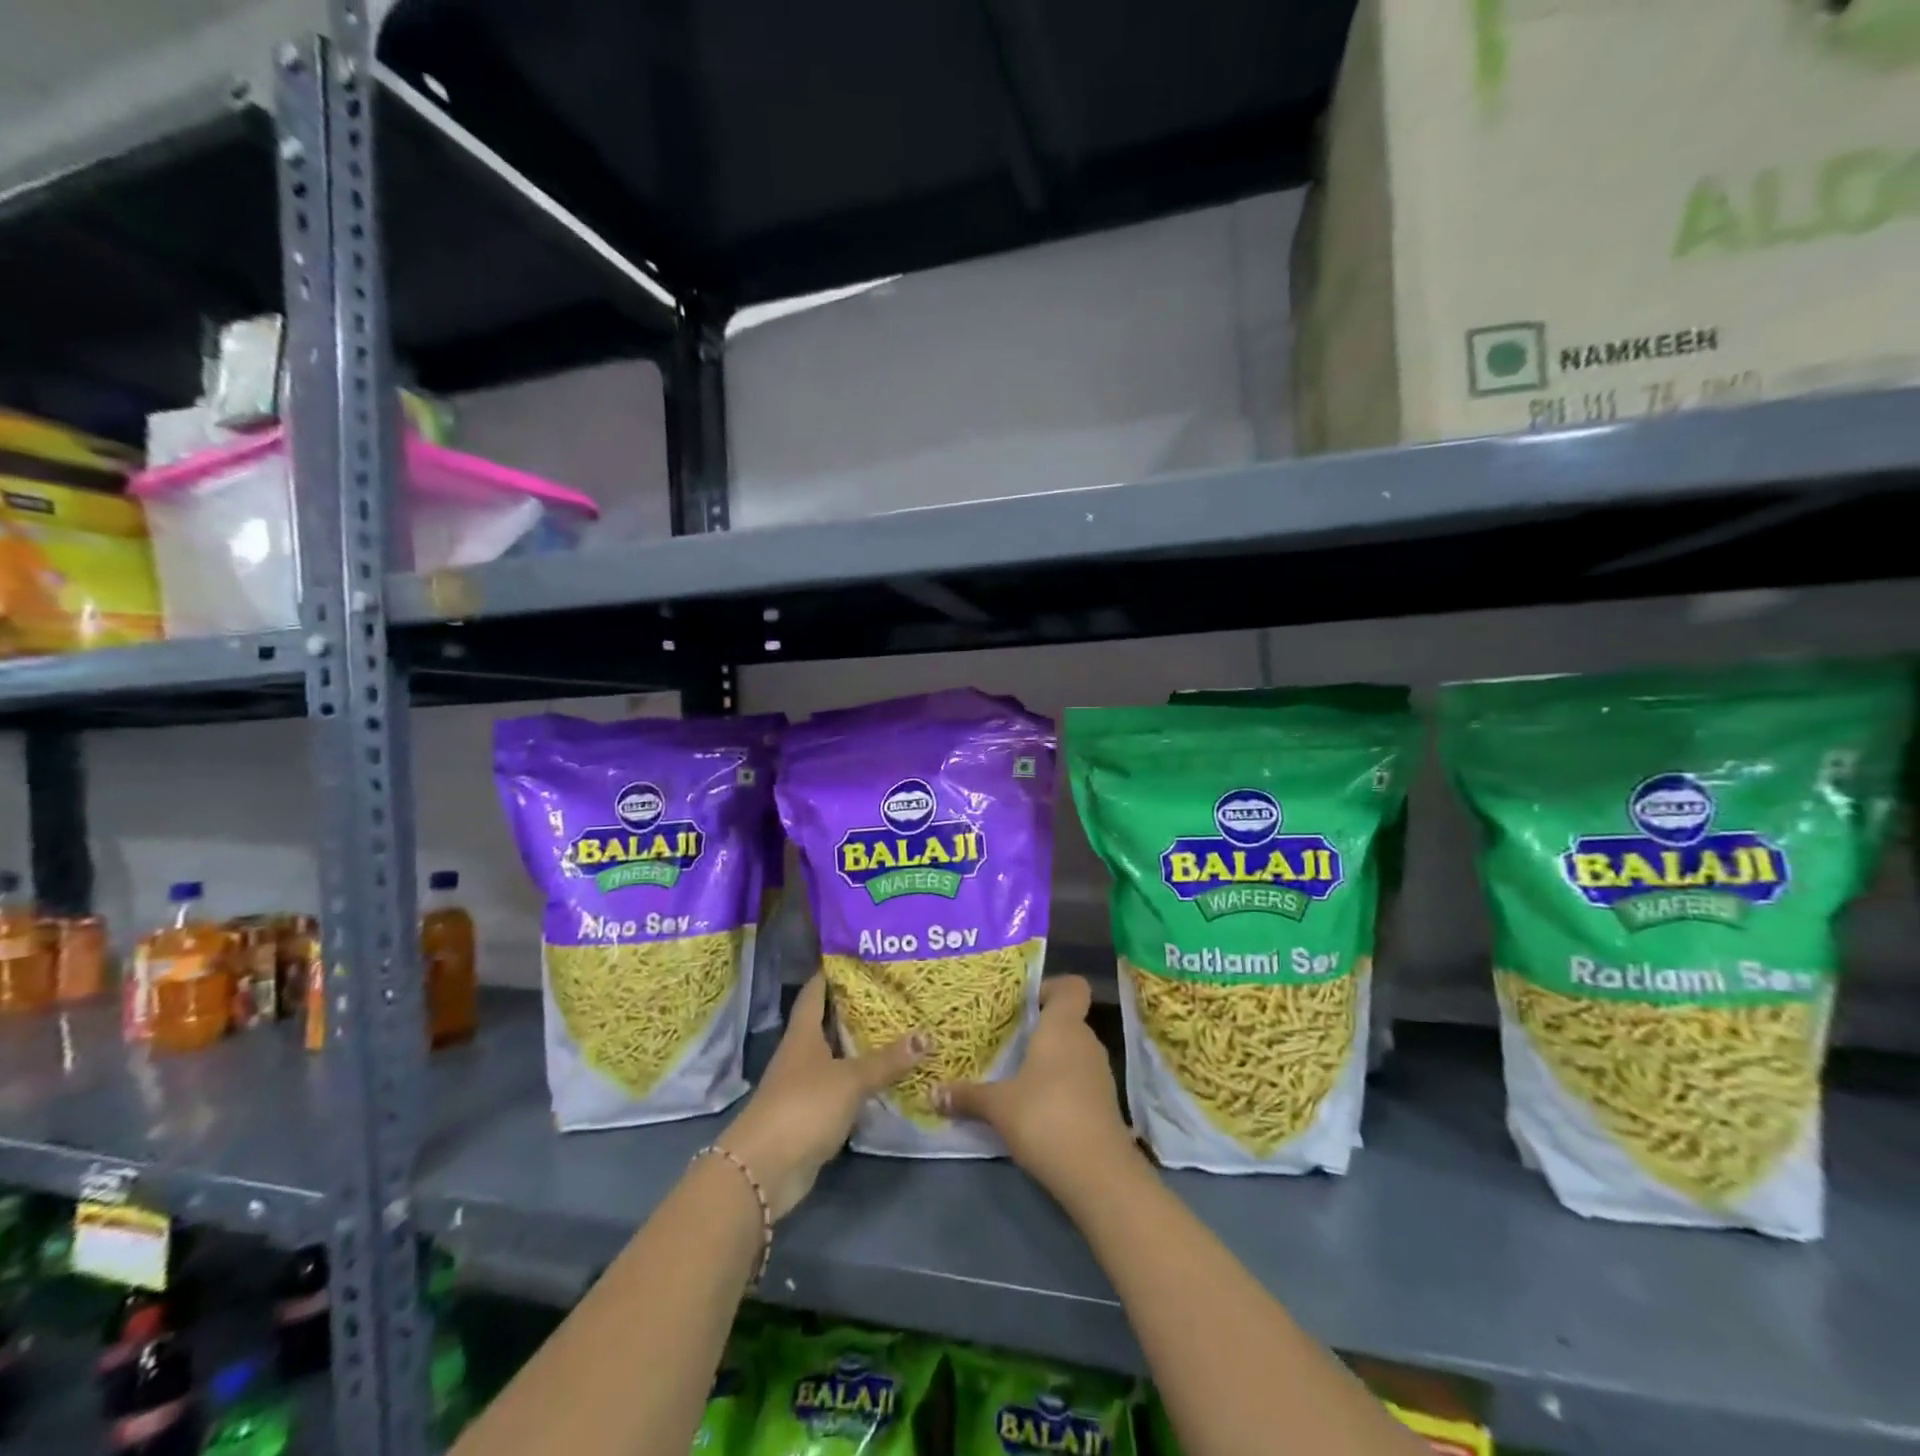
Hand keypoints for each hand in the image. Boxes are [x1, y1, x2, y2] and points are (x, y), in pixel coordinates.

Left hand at [718, 975, 926, 1219]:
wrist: (764, 1169)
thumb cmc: (803, 1107)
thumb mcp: (850, 1079)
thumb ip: (887, 1060)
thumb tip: (927, 1036)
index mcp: (803, 1033)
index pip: (815, 992)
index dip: (832, 973)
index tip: (858, 956)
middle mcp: (802, 1054)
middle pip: (829, 1023)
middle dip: (857, 1009)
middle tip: (894, 992)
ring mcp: (805, 1086)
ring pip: (837, 1057)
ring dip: (861, 1048)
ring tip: (899, 1030)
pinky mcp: (812, 1115)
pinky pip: (842, 1089)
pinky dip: (861, 1082)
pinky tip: (887, 1078)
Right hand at [934, 976, 1134, 1198]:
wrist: (1098, 1173)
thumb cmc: (1045, 1117)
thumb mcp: (998, 1106)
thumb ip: (968, 1096)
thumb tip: (933, 1093)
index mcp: (1063, 1026)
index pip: (1072, 987)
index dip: (1051, 988)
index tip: (1023, 1003)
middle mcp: (1086, 1041)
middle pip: (1067, 1020)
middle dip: (1039, 1028)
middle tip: (1006, 1040)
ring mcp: (1099, 1073)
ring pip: (1072, 1051)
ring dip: (1049, 1059)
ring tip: (1016, 1074)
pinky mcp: (1104, 1103)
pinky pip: (1079, 1079)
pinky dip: (1060, 1085)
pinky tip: (1036, 1106)